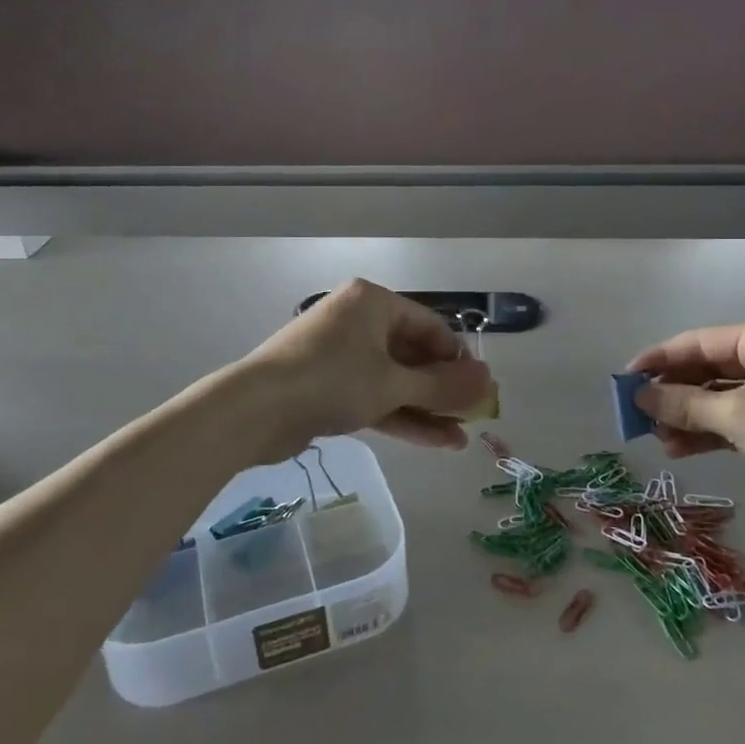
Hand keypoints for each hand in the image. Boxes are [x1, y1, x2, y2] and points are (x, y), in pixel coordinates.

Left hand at [240, 279, 492, 457]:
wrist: (254, 411)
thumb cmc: (331, 381)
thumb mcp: (393, 383)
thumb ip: (444, 386)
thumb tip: (489, 382)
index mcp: (373, 301)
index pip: (430, 325)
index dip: (458, 359)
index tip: (479, 390)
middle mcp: (358, 321)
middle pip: (412, 354)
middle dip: (443, 390)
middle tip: (473, 418)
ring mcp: (341, 355)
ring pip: (394, 380)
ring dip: (426, 408)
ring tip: (460, 439)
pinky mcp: (328, 386)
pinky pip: (373, 396)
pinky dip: (400, 416)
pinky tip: (434, 442)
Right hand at [625, 318, 744, 524]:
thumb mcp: (734, 415)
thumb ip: (682, 404)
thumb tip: (638, 397)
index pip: (697, 342)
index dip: (658, 360)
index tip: (624, 379)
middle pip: (706, 369)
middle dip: (672, 394)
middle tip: (638, 415)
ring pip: (716, 396)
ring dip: (686, 416)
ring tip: (656, 438)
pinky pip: (732, 417)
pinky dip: (707, 431)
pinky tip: (679, 449)